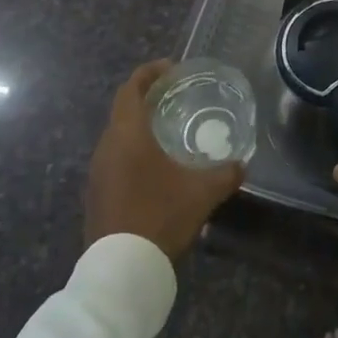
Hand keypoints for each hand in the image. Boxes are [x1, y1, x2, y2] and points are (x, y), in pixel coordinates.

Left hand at [85, 61, 244, 261]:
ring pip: (117, 136)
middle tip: (175, 97)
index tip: (171, 68)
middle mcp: (107, 146)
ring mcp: (97, 172)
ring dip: (138, 127)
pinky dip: (132, 151)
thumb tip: (242, 164)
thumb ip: (225, 174)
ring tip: (167, 131)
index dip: (149, 73)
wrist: (121, 269)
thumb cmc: (160, 216)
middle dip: (146, 98)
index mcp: (128, 134)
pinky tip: (154, 168)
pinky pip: (114, 159)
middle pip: (123, 110)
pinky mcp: (96, 194)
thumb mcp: (202, 193)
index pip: (132, 89)